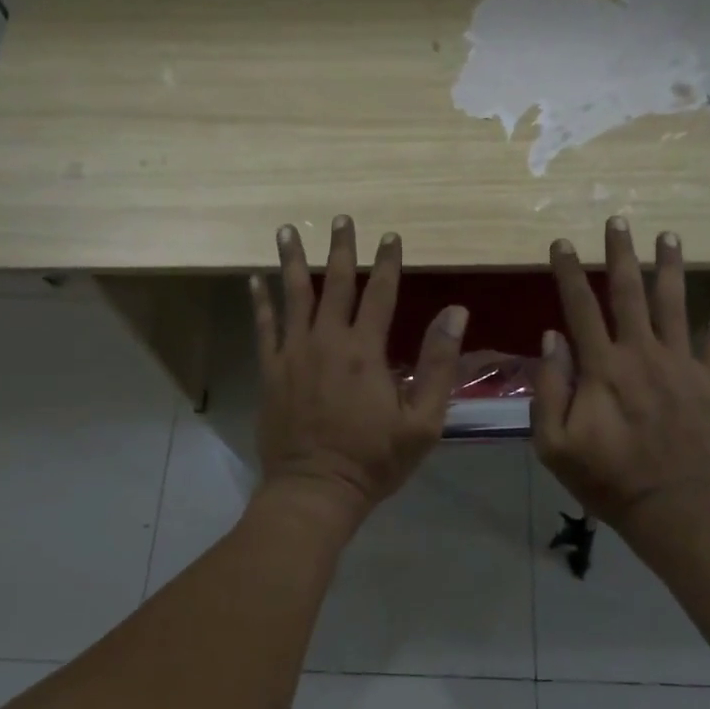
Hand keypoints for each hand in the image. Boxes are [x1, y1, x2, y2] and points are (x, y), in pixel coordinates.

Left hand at [249, 216, 466, 538]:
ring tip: (287, 229)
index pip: (381, 293)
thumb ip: (439, 364)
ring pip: (293, 295)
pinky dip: (259, 301)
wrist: (315, 490)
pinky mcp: (270, 371)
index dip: (388, 262)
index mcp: (365, 351)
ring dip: (292, 260)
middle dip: (341, 248)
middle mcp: (327, 341)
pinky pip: (263, 327)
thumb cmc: (375, 460)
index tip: (391, 235)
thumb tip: (455, 312)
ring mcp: (293, 354)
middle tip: (341, 218)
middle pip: (335, 283)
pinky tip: (254, 279)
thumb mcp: (423, 420)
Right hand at [534, 217, 709, 544]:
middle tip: (618, 219)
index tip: (562, 243)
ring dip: (669, 266)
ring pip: (673, 303)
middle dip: (621, 253)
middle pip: (629, 292)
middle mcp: (642, 353)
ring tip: (668, 234)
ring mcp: (681, 364)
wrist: (673, 510)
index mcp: (602, 368)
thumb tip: (552, 338)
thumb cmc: (607, 479)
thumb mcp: (554, 444)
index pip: (581, 307)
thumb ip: (549, 388)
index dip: (570, 273)